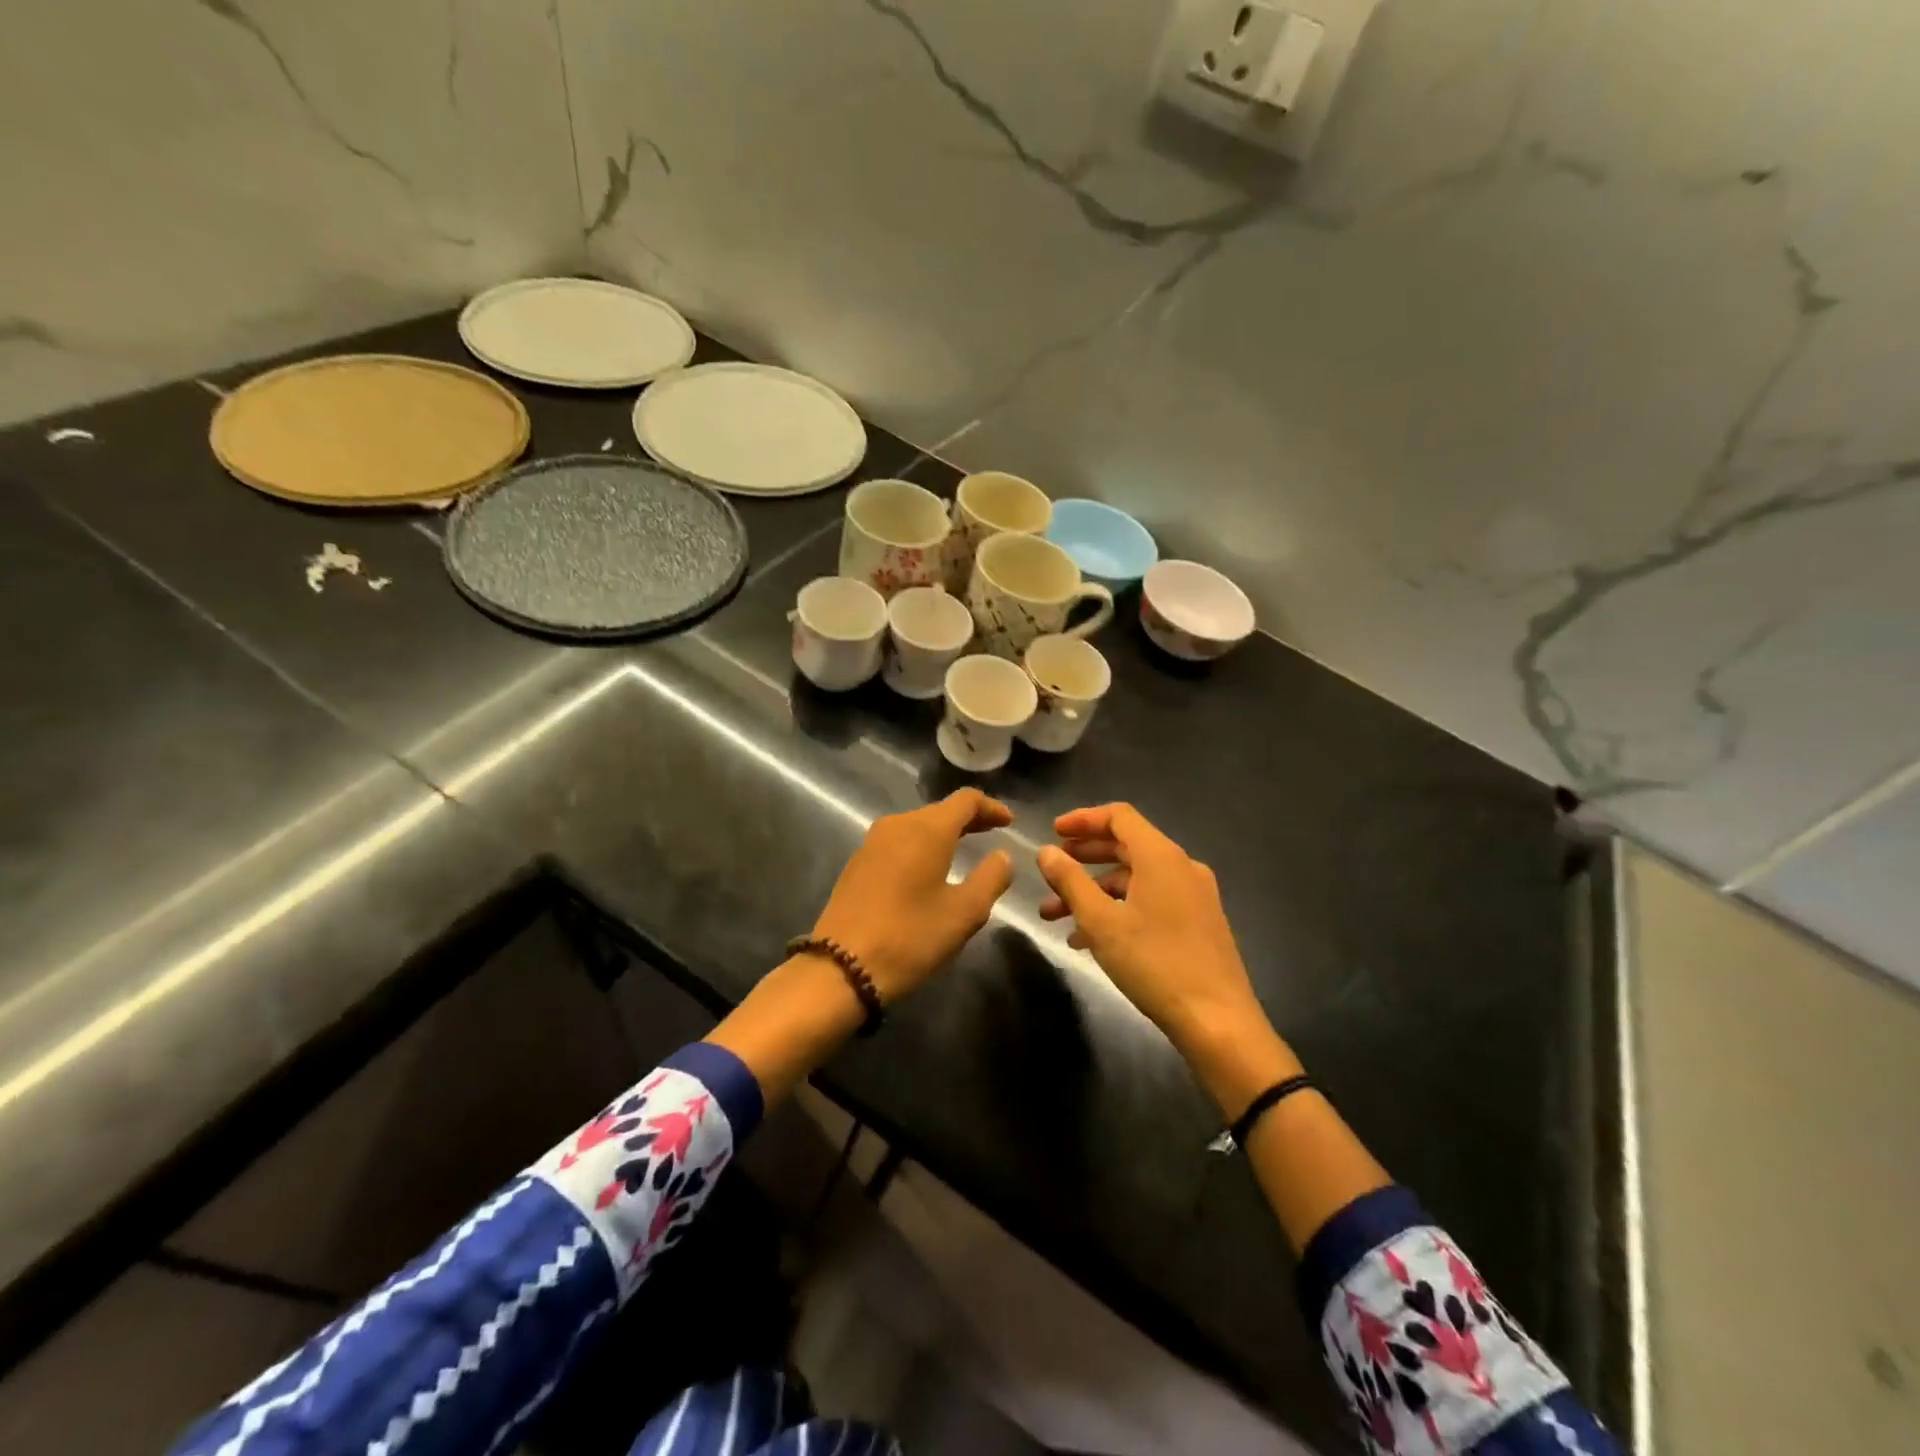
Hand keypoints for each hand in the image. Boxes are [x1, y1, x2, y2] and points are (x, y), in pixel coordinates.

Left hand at [810, 789, 1014, 1001]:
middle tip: (993, 834)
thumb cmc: (911, 936)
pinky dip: (921, 846)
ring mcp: (872, 842)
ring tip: (964, 851)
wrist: (841, 967)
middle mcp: (898, 825)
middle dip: (969, 819)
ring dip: (943, 833)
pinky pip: (899, 842)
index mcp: (927, 829)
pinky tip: (929, 869)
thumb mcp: (964, 912)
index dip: (991, 807)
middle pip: (940, 810)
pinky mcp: (858, 863)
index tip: (1009, 822)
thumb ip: (991, 877)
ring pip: (917, 826)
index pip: (966, 800)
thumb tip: (1002, 855)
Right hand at [1037, 804, 1288, 1090]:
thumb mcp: (1101, 922)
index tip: (1053, 833)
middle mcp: (1181, 866)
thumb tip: (1047, 852)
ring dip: (1094, 891)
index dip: (1083, 819)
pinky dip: (1117, 909)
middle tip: (1052, 869)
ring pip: (1135, 879)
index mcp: (1161, 856)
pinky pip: (1150, 901)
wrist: (1217, 1021)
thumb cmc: (1155, 963)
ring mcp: (1193, 896)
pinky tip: (1088, 940)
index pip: (1119, 816)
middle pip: (1126, 845)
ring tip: (1055, 915)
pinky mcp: (1197, 923)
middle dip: (1084, 857)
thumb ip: (1070, 881)